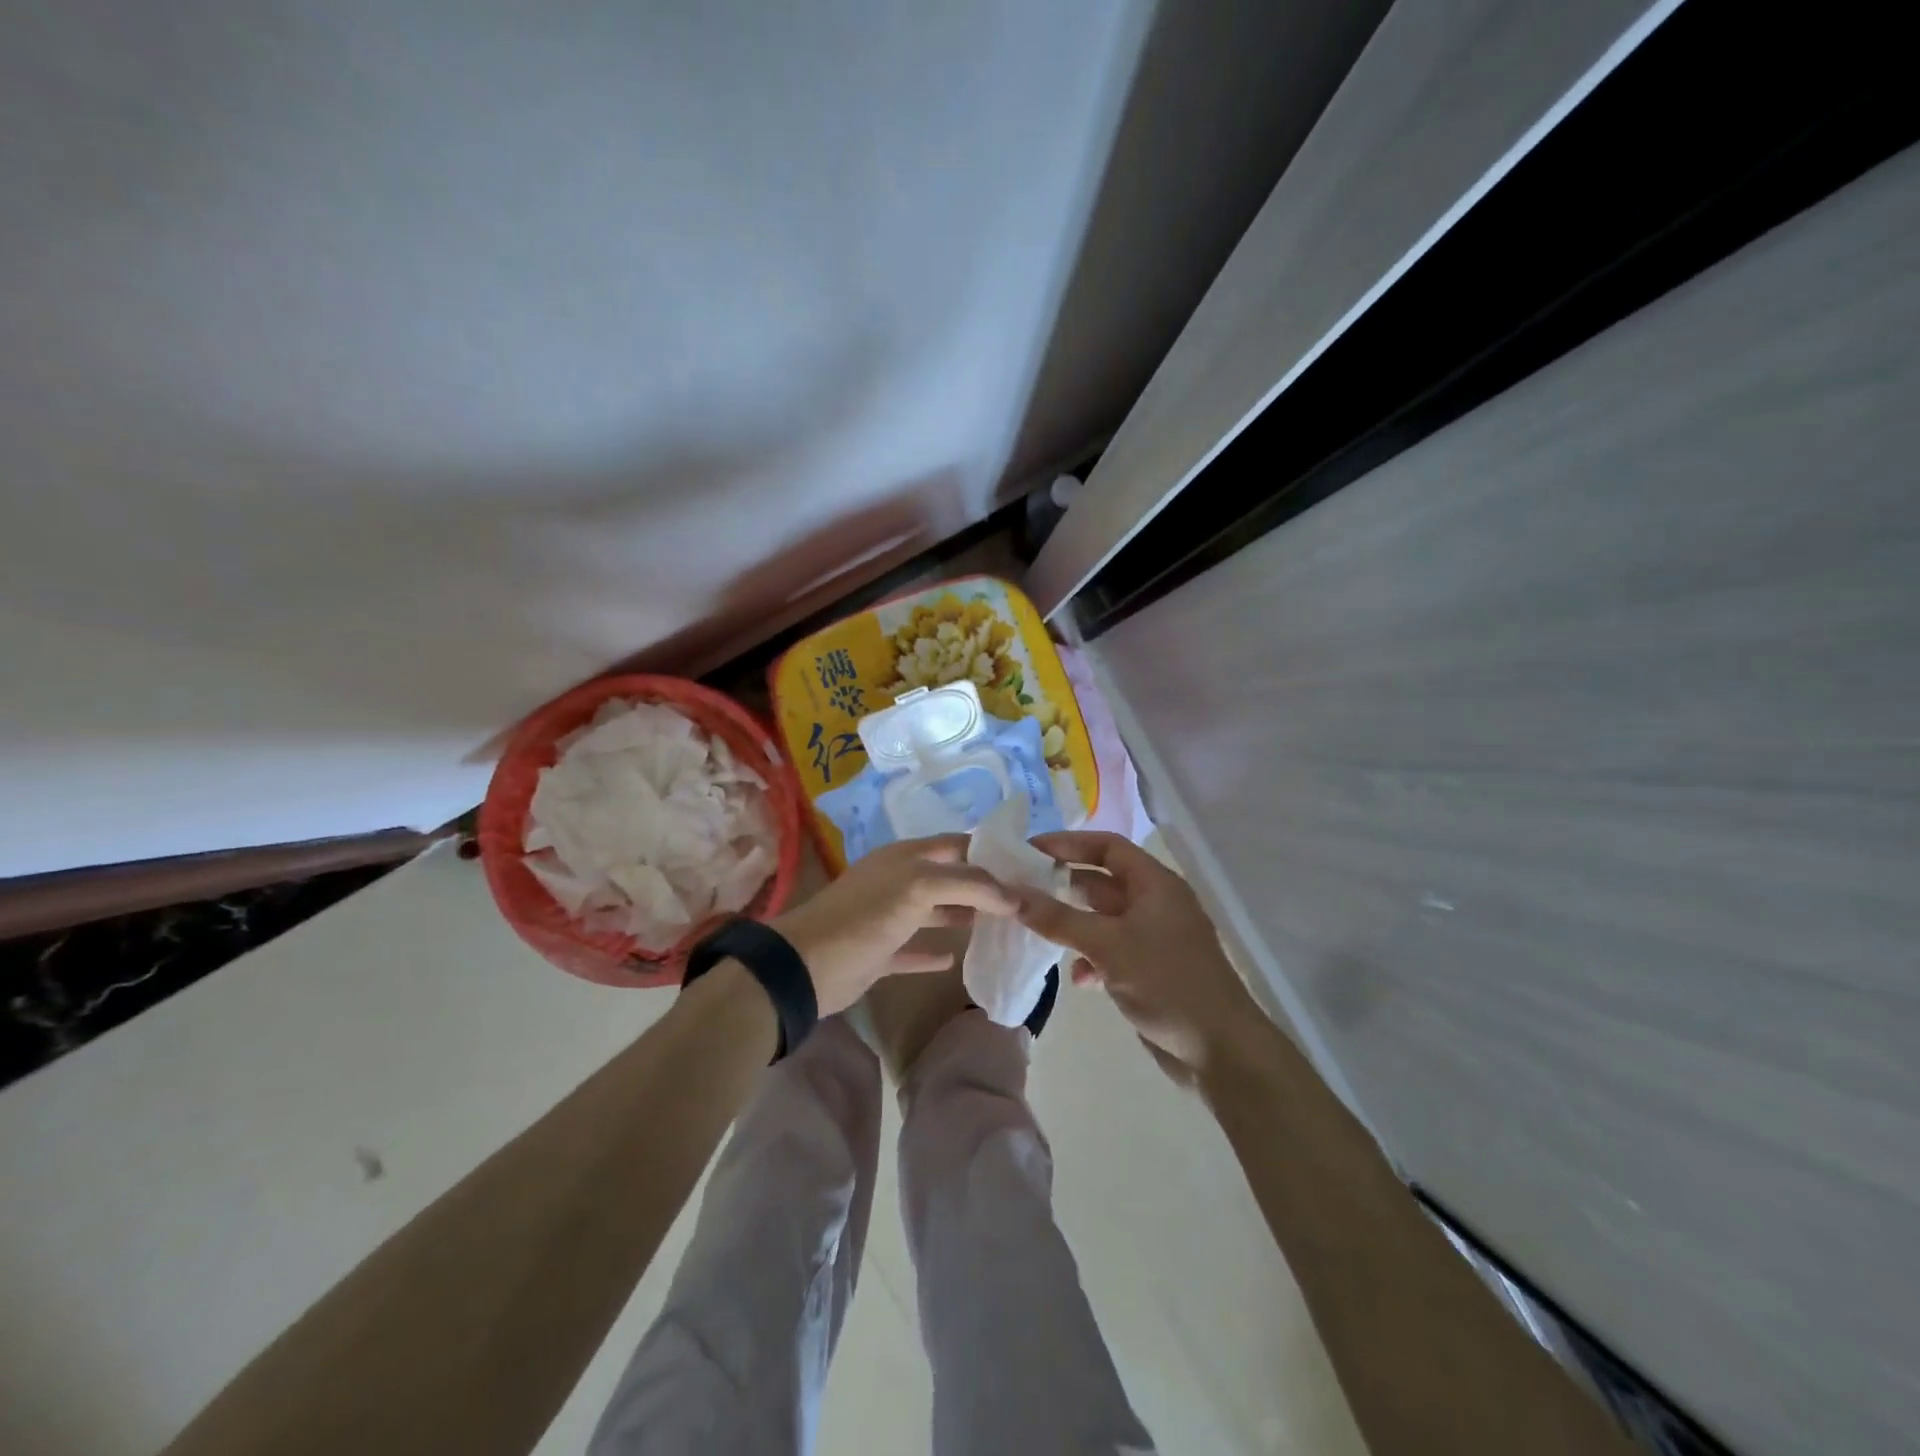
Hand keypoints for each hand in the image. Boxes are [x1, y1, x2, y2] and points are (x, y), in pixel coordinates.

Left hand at [769, 836, 1017, 1015]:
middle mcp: (898, 881)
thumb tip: (1013, 896)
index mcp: (905, 857)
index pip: (956, 844)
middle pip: (948, 877)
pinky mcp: (880, 953)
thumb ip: (968, 884)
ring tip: (1000, 926)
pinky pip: (913, 949)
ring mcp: (887, 917)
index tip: (1025, 866)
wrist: (806, 966)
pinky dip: (933, 953)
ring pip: (933, 911)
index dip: (988, 851)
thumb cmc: (865, 917)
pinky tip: (955, 958)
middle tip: (1022, 900)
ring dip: (962, 915)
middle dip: (981, 885)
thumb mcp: (918, 888)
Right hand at [1015, 831, 1266, 1083]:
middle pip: (1101, 881)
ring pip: (1103, 919)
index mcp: (1155, 883)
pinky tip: (1078, 980)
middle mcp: (1155, 903)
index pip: (1107, 846)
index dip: (1068, 843)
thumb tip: (1011, 895)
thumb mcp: (1107, 945)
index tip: (1029, 851)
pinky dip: (1090, 959)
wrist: (1220, 1050)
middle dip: (1062, 885)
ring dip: (1072, 925)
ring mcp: (1154, 938)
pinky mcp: (1150, 970)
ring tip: (1036, 930)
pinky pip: (1111, 951)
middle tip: (1021, 890)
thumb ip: (1058, 919)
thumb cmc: (1167, 982)